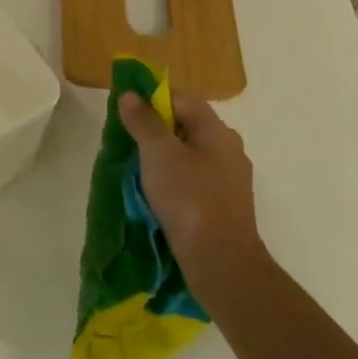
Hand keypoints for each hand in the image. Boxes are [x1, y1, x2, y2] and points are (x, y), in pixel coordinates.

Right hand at [118, 90, 265, 301]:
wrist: (221, 262)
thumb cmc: (189, 198)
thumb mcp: (158, 154)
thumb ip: (144, 122)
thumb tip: (130, 95)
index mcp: (218, 132)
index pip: (183, 100)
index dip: (154, 99)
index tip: (127, 112)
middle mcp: (229, 151)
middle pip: (187, 127)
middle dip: (156, 130)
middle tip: (128, 141)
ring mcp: (230, 181)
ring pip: (190, 156)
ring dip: (164, 158)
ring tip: (137, 170)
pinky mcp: (224, 207)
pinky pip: (194, 181)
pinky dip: (174, 181)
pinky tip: (157, 194)